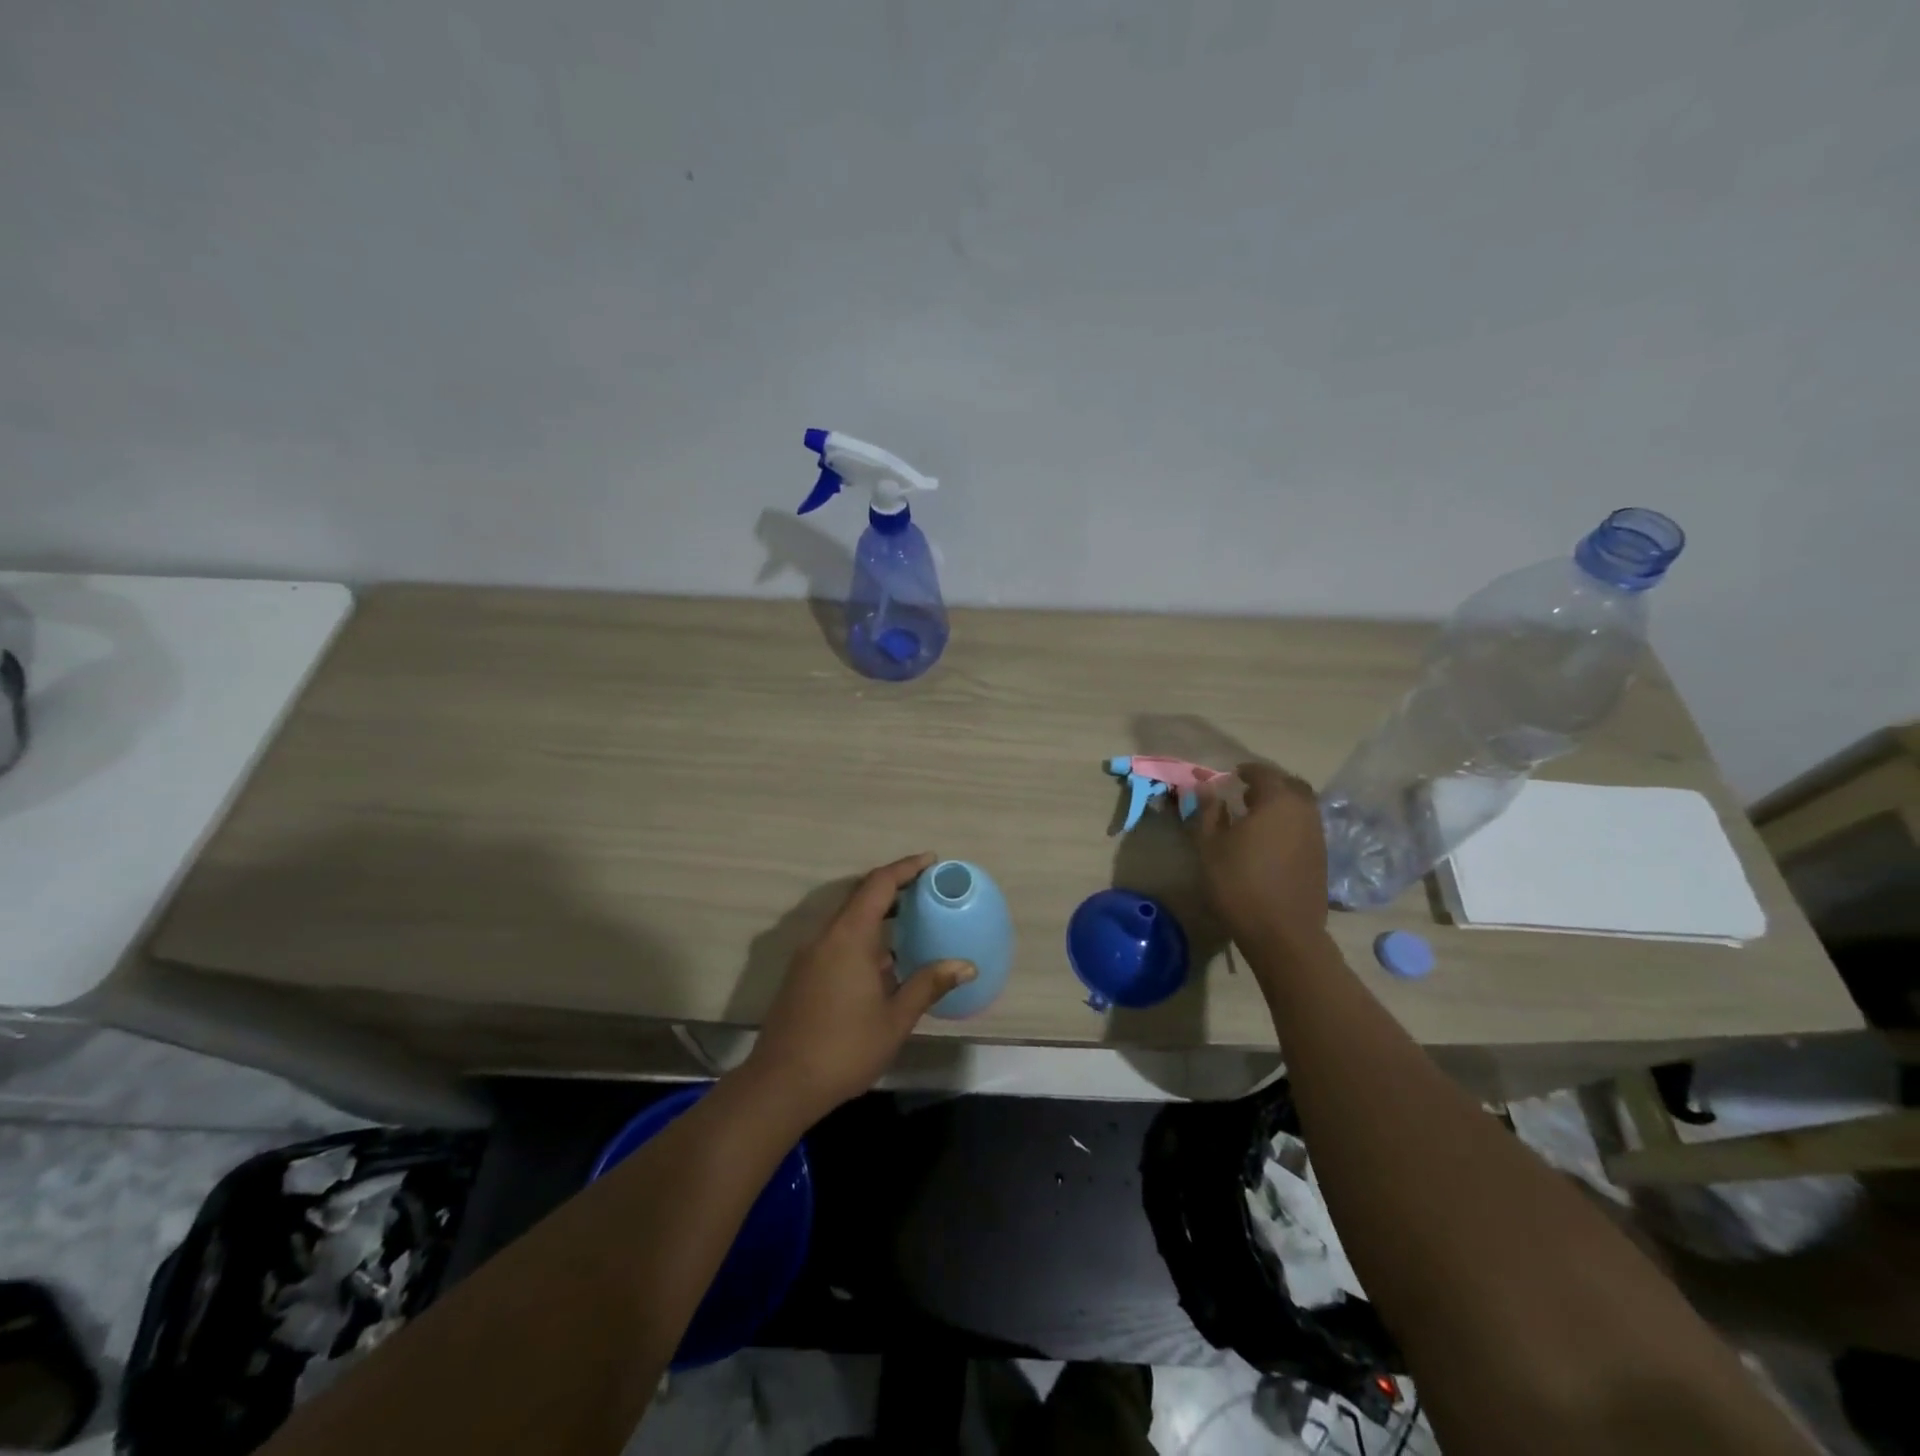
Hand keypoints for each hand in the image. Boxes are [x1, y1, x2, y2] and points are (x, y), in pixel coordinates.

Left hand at [745, 853, 974, 1116]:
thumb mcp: (895, 1019)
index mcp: (849, 937)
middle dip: (893, 888)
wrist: (781, 1084)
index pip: (879, 885)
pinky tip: (882, 962)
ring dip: (877, 914)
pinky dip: (862, 936)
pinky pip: (836, 939)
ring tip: (910, 923)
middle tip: (926, 890)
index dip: (905, 868)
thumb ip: (928, 984)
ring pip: (847, 919)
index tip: (931, 861)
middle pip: (860, 896)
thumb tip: (965, 965)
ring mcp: (809, 955)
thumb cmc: (845, 1048)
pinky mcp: (801, 974)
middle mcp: (825, 937)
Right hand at [1189, 762, 1329, 957]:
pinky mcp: (1321, 858)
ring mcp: (1317, 835)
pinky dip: (1289, 824)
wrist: (1282, 932)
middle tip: (1246, 792)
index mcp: (1278, 801)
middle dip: (1270, 784)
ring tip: (1255, 817)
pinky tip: (1270, 841)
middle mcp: (1304, 812)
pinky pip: (1305, 827)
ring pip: (1301, 807)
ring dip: (1281, 804)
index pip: (1264, 773)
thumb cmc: (1239, 883)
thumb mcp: (1210, 845)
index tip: (1231, 776)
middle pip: (1290, 785)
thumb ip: (1208, 811)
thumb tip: (1205, 786)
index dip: (1247, 771)